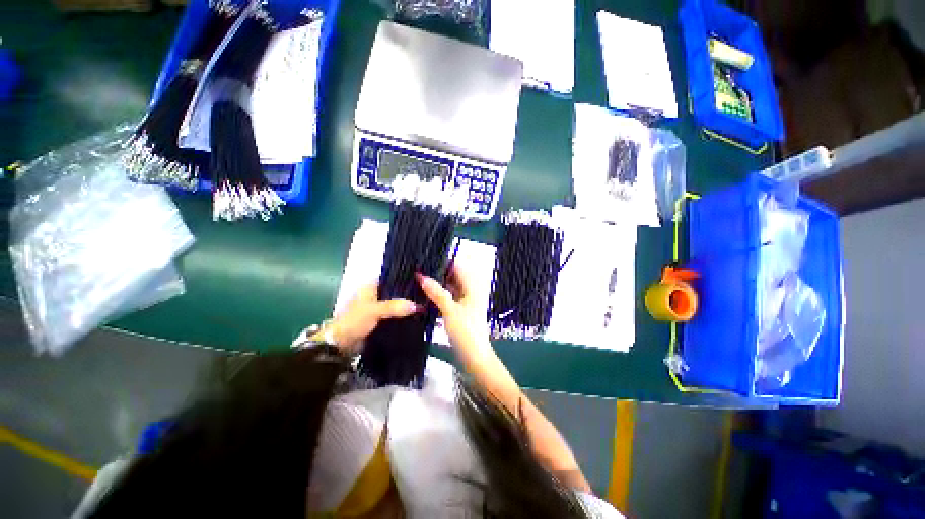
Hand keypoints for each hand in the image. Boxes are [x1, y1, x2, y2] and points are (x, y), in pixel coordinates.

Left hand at [322, 283, 420, 353]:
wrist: (342, 344)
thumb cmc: (354, 321)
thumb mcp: (374, 311)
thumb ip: (394, 307)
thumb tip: (416, 306)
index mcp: (371, 285)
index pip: (393, 277)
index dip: (406, 278)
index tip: (422, 280)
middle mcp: (376, 293)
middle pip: (397, 290)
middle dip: (409, 293)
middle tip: (427, 293)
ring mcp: (378, 306)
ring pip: (397, 302)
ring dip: (407, 304)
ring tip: (425, 303)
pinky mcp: (380, 318)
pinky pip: (395, 313)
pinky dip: (403, 314)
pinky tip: (416, 314)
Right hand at [416, 266, 491, 358]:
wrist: (474, 356)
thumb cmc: (466, 332)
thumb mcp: (450, 310)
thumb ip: (437, 292)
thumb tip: (421, 276)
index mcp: (472, 287)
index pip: (458, 266)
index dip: (444, 261)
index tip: (427, 258)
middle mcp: (469, 291)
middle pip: (454, 276)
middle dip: (438, 272)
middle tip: (418, 268)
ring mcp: (464, 300)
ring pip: (450, 286)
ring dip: (437, 283)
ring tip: (418, 278)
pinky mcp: (459, 310)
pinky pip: (448, 297)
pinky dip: (439, 294)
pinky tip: (425, 293)